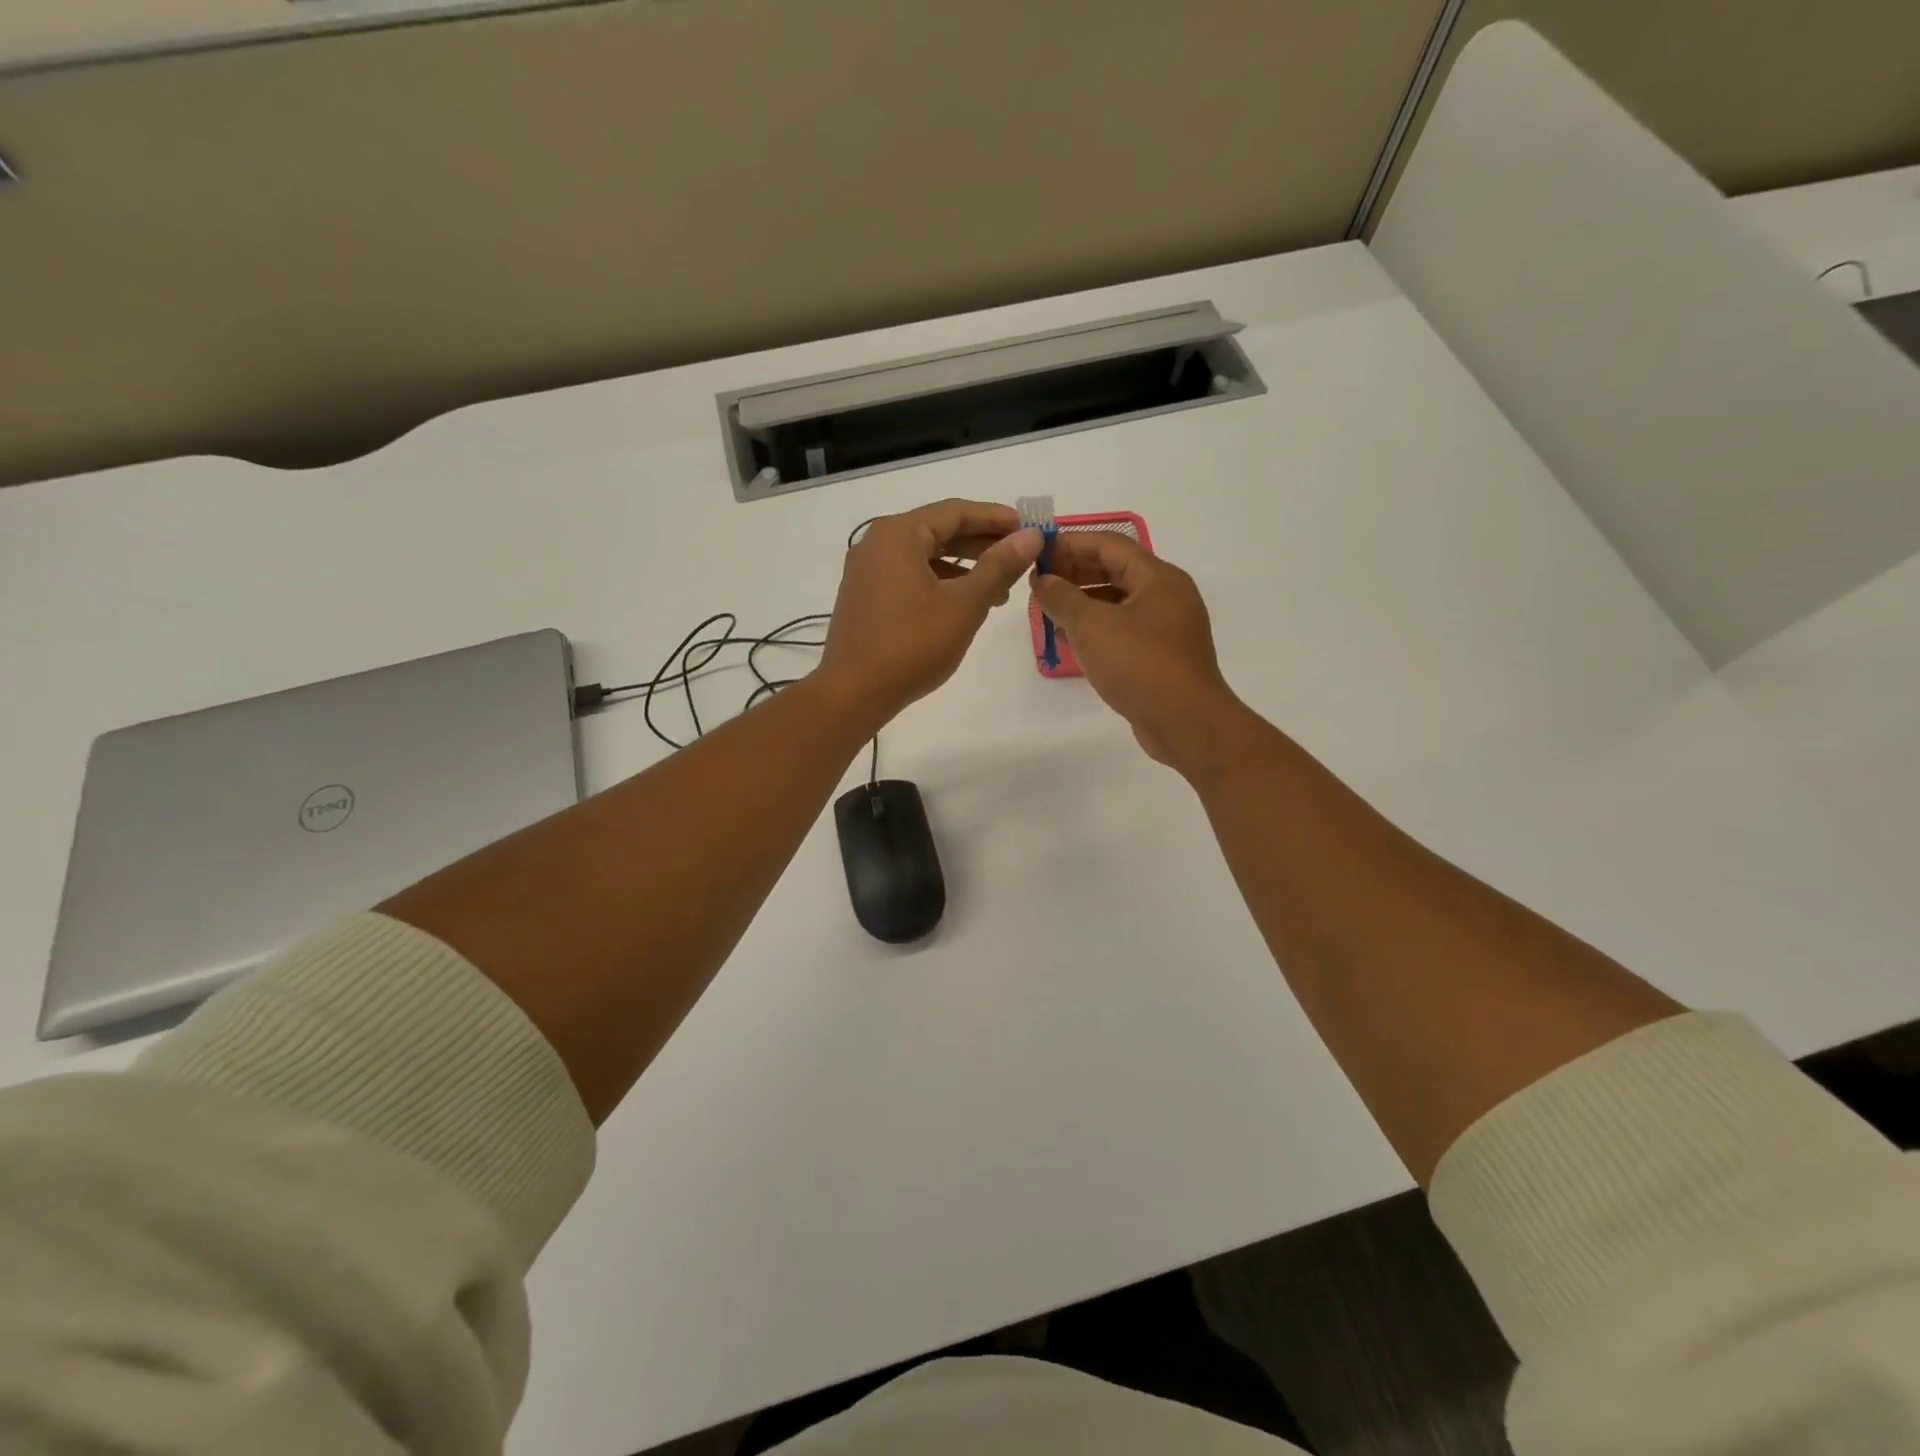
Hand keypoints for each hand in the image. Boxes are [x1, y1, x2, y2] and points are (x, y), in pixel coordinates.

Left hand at [821, 499, 1042, 724]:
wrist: (854, 692)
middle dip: (981, 544)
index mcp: (898, 534)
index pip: (956, 511)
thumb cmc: (913, 644)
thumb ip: (999, 566)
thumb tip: (1030, 536)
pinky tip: (964, 605)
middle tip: (1020, 558)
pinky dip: (940, 584)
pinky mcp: (865, 598)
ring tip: (1000, 590)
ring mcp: (867, 572)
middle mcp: (877, 544)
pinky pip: (909, 577)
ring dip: (964, 568)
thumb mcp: (964, 604)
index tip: (1029, 528)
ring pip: (925, 557)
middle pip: (939, 531)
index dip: (996, 518)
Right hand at [1031, 532, 1247, 770]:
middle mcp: (1167, 595)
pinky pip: (1123, 630)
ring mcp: (1167, 627)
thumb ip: (1062, 598)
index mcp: (1158, 578)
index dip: (1070, 544)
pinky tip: (1069, 642)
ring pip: (1118, 602)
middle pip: (1115, 571)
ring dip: (1082, 603)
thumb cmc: (1140, 665)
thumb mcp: (1092, 626)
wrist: (1186, 722)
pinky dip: (1096, 629)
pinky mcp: (1162, 656)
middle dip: (1074, 574)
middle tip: (1039, 584)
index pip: (1109, 544)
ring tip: (1048, 613)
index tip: (1036, 554)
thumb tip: (1043, 581)